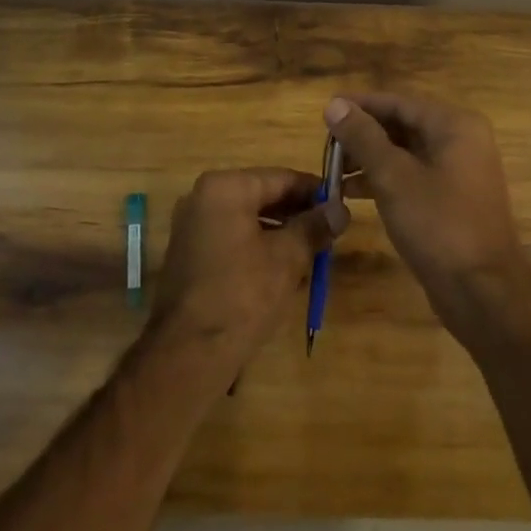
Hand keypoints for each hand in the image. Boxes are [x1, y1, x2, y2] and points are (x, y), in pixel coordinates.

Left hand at [149, 168, 344, 376]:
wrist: (189, 352)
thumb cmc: (242, 295)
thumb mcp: (287, 258)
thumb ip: (314, 227)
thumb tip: (341, 209)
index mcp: (224, 187)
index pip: (280, 177)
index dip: (314, 191)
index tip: (341, 204)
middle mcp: (202, 197)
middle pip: (262, 196)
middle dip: (297, 213)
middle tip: (331, 231)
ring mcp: (192, 225)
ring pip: (248, 218)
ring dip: (281, 232)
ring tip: (314, 251)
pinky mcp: (190, 253)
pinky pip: (233, 237)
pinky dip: (259, 246)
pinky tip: (285, 269)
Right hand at [323, 93, 530, 340]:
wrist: (483, 294)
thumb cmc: (439, 226)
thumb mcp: (393, 177)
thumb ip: (362, 137)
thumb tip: (334, 104)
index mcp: (454, 125)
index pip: (398, 102)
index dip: (360, 105)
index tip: (325, 111)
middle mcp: (461, 140)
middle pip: (402, 125)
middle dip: (363, 134)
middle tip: (325, 144)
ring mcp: (458, 171)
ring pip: (405, 152)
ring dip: (369, 158)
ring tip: (332, 170)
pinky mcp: (452, 199)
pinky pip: (412, 176)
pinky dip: (384, 180)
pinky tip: (351, 193)